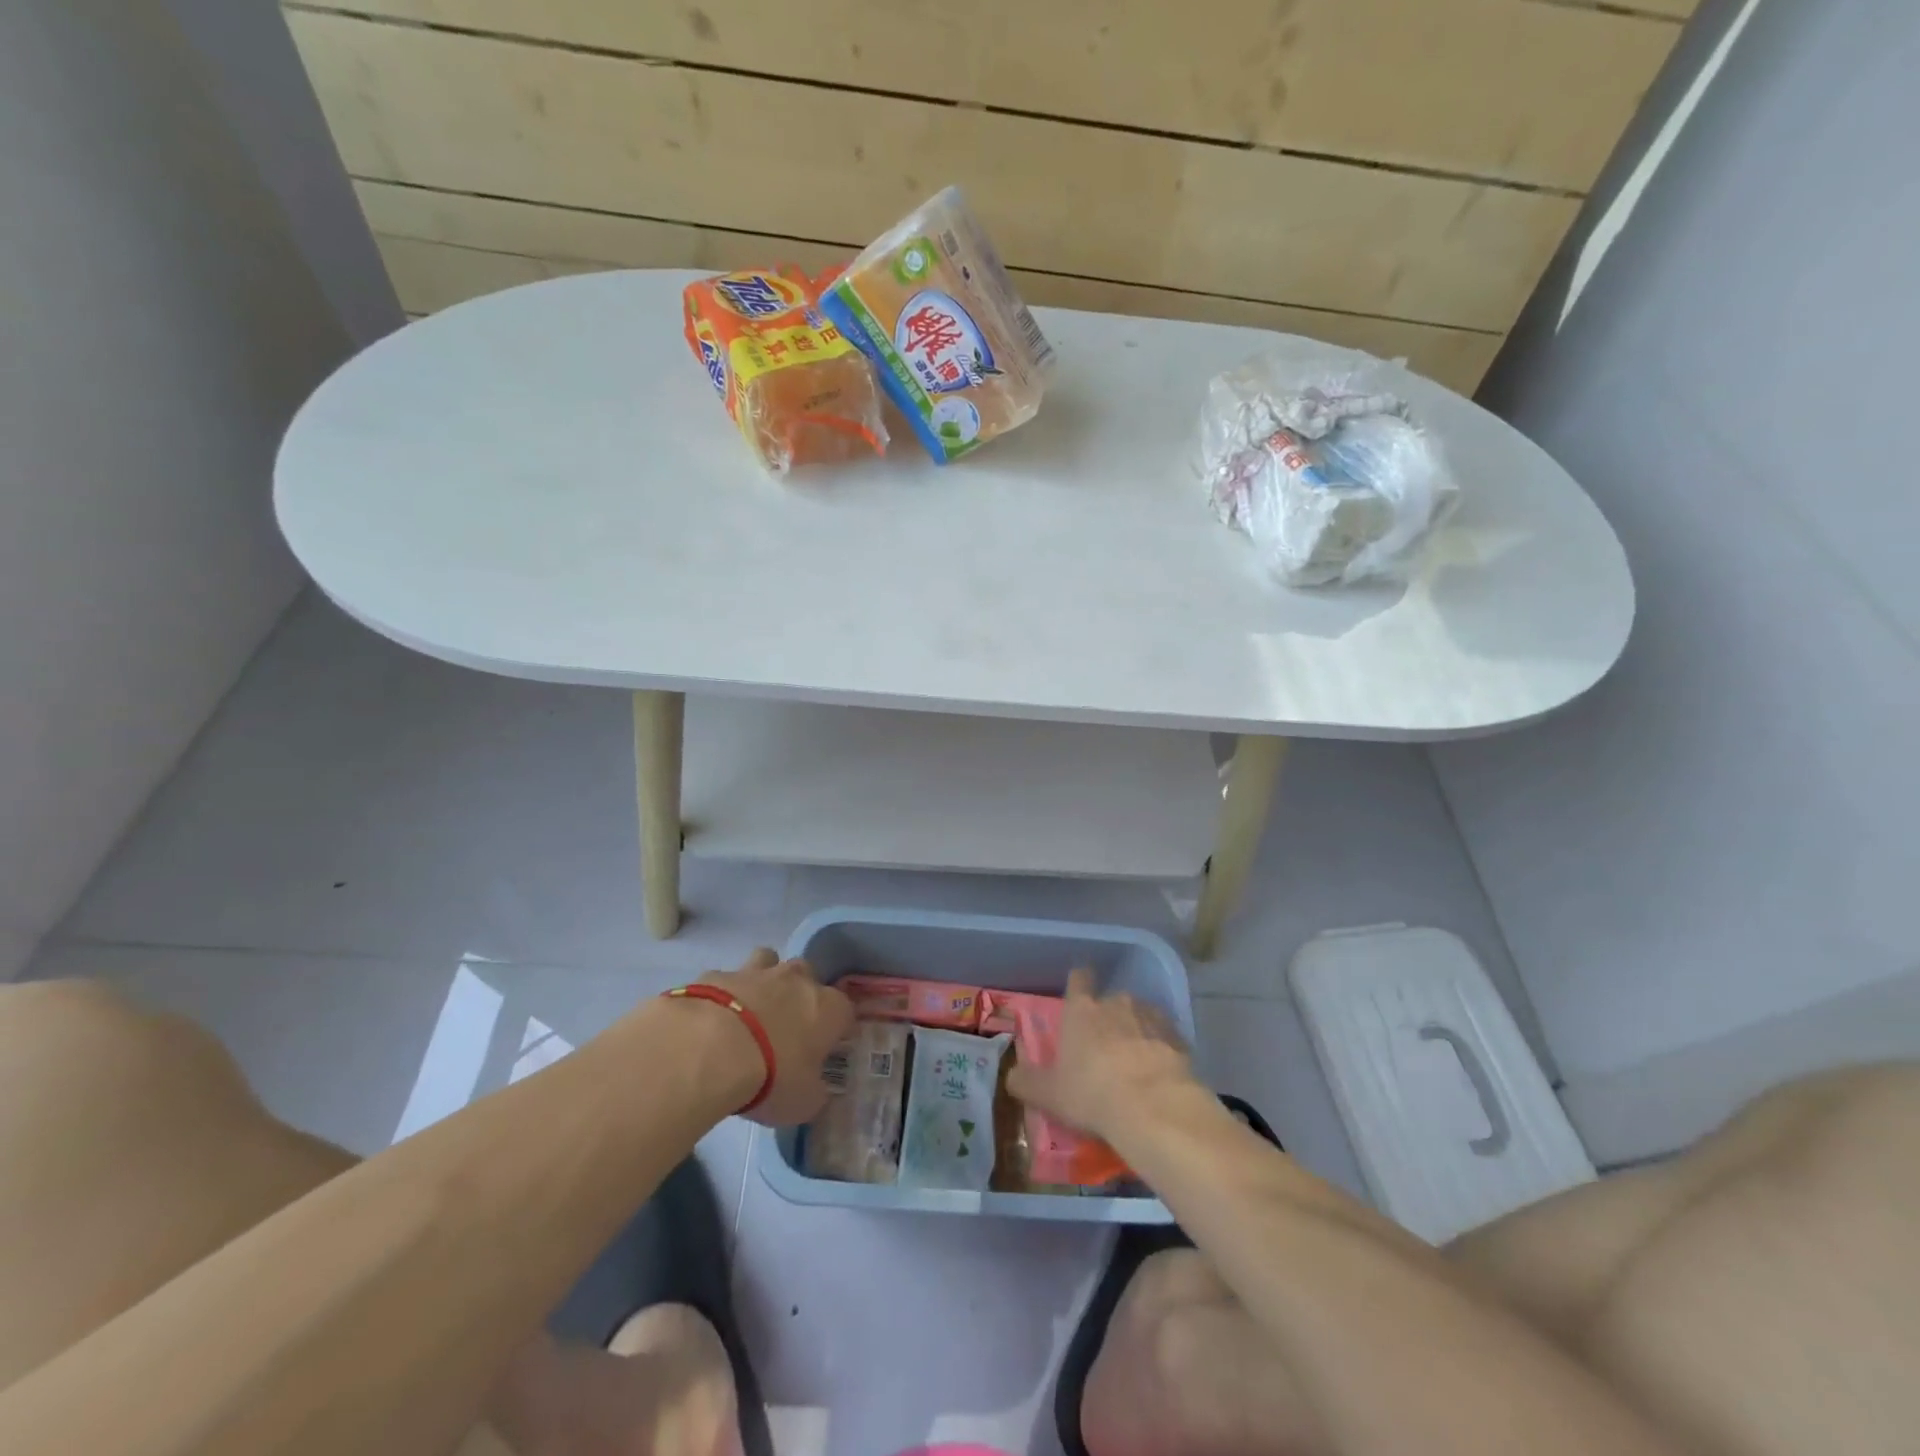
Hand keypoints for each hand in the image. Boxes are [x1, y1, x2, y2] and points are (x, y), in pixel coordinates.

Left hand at [697, 948, 853, 1126]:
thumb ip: (817, 1094)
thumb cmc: (770, 1076)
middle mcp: (798, 981)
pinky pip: (728, 978)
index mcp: (828, 1009)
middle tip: (787, 1026)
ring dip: (765, 980)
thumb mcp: (803, 1103)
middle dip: (801, 994)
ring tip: (751, 1009)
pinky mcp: (718, 974)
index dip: (838, 1029)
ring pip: (770, 961)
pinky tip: (714, 1016)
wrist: (710, 1049)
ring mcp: (758, 972)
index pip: (845, 1011)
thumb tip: (821, 1093)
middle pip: (808, 976)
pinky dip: (726, 993)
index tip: (826, 1049)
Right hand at [1005, 967, 1197, 1144]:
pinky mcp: (1179, 1037)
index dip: (1079, 984)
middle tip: (1104, 1050)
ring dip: (1137, 1032)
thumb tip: (1011, 1075)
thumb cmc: (1092, 1094)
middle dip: (1108, 1019)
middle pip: (1111, 1001)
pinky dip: (1161, 1050)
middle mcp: (1116, 1002)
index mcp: (1081, 1010)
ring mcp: (1151, 1016)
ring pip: (1140, 1016)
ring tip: (1135, 1065)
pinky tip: (1159, 1076)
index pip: (1079, 979)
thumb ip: (1026, 1082)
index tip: (1080, 995)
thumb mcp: (1048, 1095)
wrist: (1156, 1108)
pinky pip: (1165, 1038)